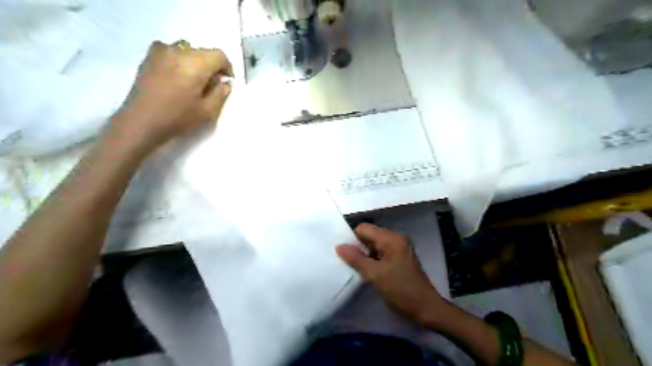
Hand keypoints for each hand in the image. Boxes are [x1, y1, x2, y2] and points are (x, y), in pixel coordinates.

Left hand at [112, 40, 234, 148]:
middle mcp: (178, 51)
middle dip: (211, 66)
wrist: (141, 122)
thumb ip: (220, 94)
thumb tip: (225, 83)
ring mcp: (161, 51)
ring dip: (195, 63)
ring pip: (187, 50)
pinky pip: (171, 52)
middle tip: (211, 85)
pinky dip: (179, 60)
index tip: (227, 82)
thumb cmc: (178, 118)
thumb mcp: (208, 111)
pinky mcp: (149, 57)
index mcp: (195, 64)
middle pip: (203, 52)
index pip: (219, 55)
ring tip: (193, 81)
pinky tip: (177, 77)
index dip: (227, 67)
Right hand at [337, 223, 442, 323]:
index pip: (364, 228)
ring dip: (365, 254)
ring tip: (355, 267)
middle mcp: (396, 238)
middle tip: (347, 261)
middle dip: (358, 246)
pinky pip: (382, 252)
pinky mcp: (400, 258)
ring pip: (375, 244)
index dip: (352, 238)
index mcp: (391, 238)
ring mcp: (400, 248)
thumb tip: (339, 246)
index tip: (344, 253)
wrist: (425, 308)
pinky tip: (368, 270)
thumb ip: (355, 258)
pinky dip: (373, 259)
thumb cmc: (400, 289)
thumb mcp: (374, 274)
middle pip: (370, 235)